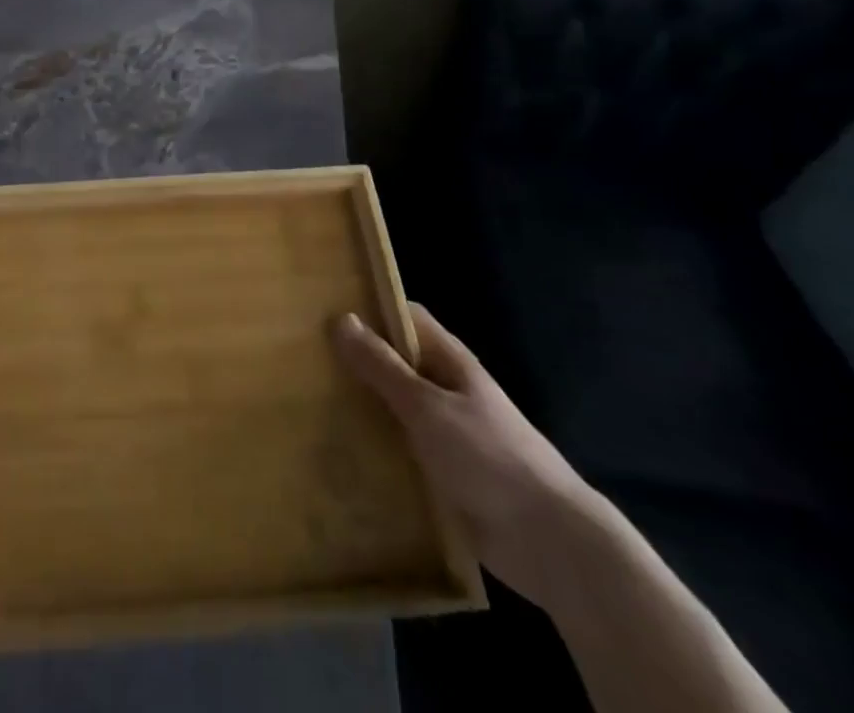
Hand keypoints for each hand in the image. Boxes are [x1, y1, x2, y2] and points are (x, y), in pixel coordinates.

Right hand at [333, 302, 607, 608]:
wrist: (550, 543)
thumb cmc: (489, 457)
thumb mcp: (428, 406)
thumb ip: (383, 366)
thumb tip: (341, 318)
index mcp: (450, 361)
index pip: (404, 318)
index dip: (369, 309)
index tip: (323, 309)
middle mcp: (446, 390)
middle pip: (395, 362)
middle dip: (356, 359)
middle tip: (303, 357)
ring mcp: (446, 433)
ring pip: (394, 407)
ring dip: (361, 405)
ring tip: (308, 400)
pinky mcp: (442, 473)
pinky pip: (400, 448)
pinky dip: (375, 445)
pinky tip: (339, 449)